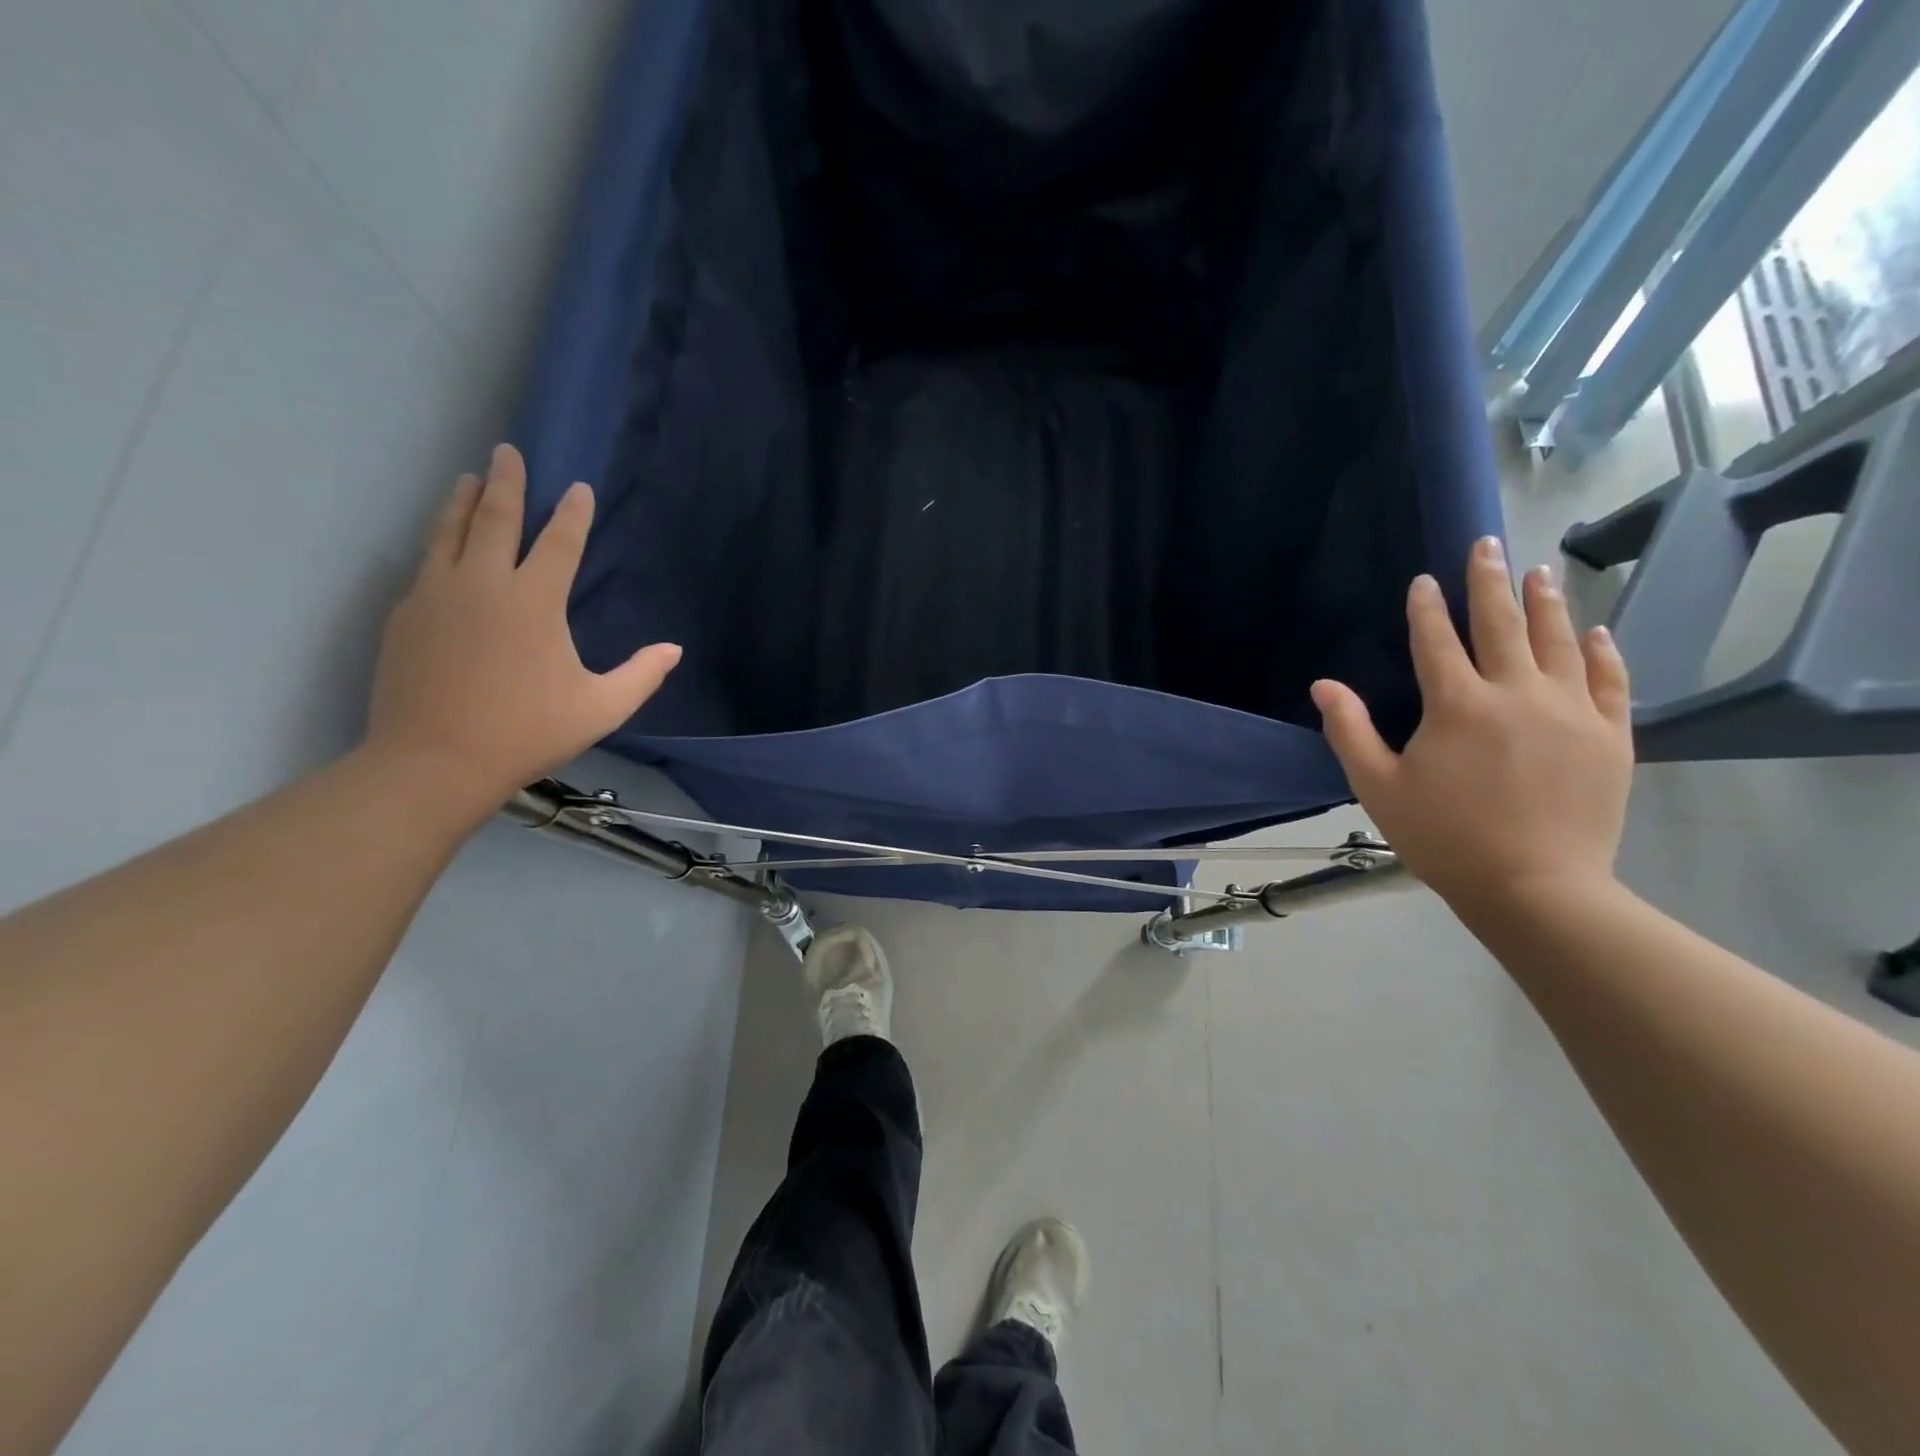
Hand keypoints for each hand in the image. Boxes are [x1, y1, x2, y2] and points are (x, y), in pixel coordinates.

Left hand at [365, 444, 680, 817]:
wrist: (434, 761)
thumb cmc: (528, 732)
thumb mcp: (601, 708)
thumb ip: (641, 675)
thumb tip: (673, 649)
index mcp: (534, 601)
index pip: (559, 542)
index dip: (572, 513)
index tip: (577, 488)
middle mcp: (483, 583)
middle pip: (495, 518)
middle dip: (505, 481)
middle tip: (507, 452)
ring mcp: (436, 595)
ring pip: (449, 532)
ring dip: (462, 501)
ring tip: (468, 479)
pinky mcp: (406, 615)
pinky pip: (427, 564)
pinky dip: (440, 542)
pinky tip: (444, 545)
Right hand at [1310, 536, 1632, 916]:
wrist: (1536, 888)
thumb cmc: (1443, 838)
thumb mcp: (1378, 787)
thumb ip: (1350, 730)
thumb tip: (1323, 685)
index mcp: (1457, 705)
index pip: (1436, 640)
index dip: (1426, 607)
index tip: (1423, 581)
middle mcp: (1517, 693)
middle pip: (1502, 624)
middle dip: (1490, 580)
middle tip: (1487, 544)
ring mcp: (1571, 711)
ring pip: (1559, 640)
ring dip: (1547, 601)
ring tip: (1540, 570)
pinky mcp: (1611, 735)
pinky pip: (1609, 679)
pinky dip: (1602, 650)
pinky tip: (1595, 629)